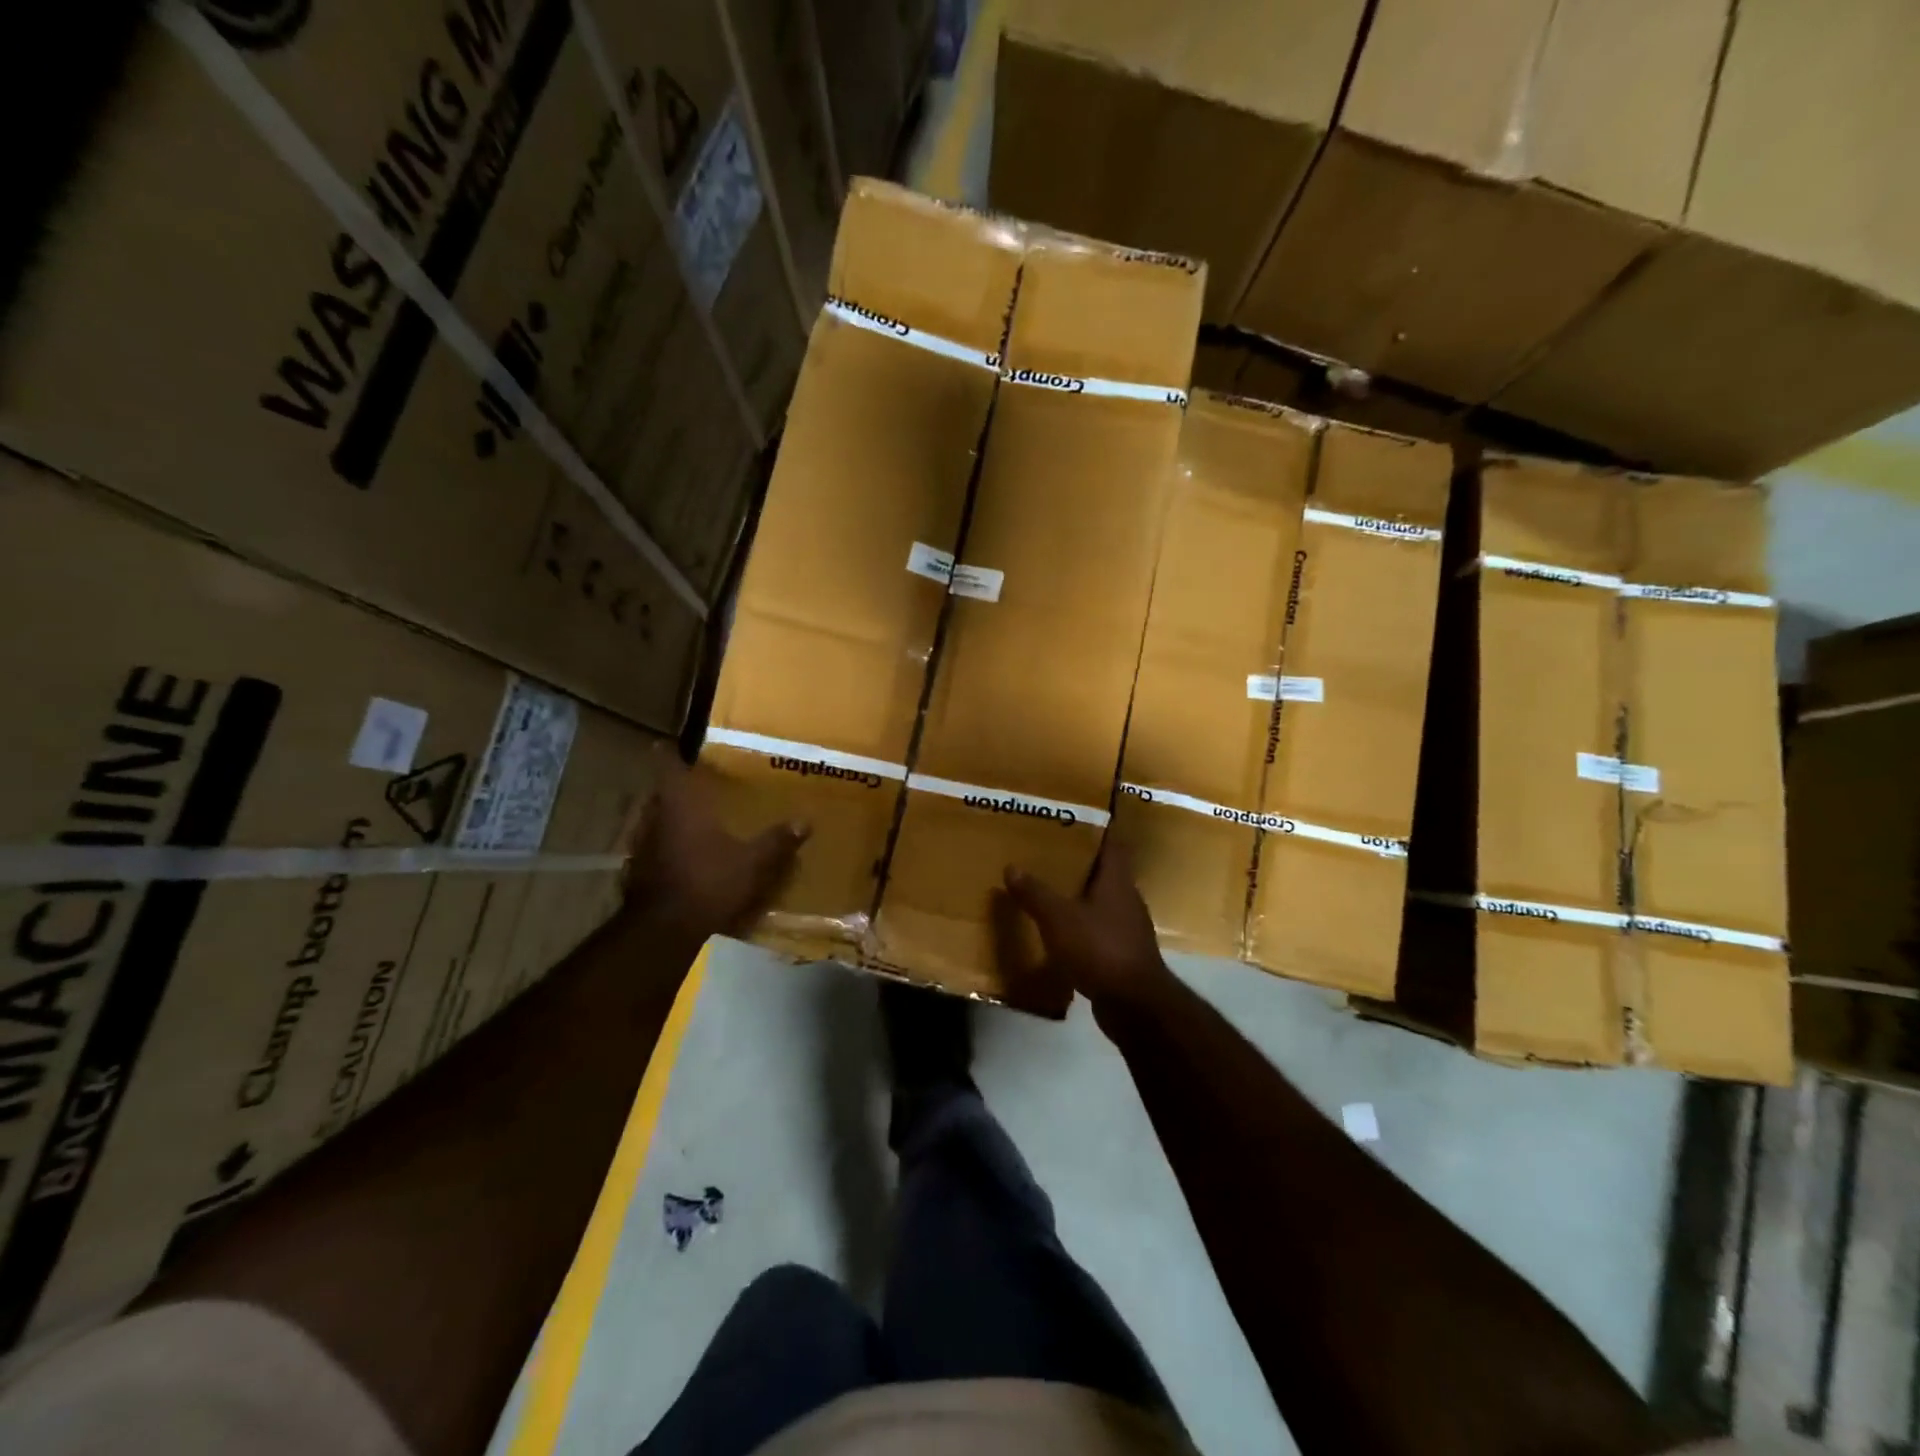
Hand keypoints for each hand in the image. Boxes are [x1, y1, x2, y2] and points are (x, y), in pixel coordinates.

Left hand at [621, 761, 807, 939]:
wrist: (664, 929)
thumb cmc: (709, 882)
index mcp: (681, 805)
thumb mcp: (753, 862)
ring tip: (689, 820)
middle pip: (659, 793)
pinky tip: (681, 857)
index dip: (668, 752)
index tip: (672, 744)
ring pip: (653, 820)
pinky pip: (650, 847)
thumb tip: (806, 821)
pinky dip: (663, 846)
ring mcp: (641, 845)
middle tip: (694, 786)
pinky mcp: (636, 871)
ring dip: (667, 818)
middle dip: (674, 788)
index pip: (666, 766)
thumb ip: (777, 841)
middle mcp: (655, 818)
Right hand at [997, 844, 1179, 1019]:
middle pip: (1104, 871)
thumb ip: (1035, 893)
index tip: (1072, 816)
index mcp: (1117, 881)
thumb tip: (1012, 866)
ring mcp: (1127, 928)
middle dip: (1079, 861)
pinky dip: (1080, 925)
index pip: (1111, 842)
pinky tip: (1059, 930)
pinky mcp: (1122, 954)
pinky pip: (1098, 930)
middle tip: (1048, 850)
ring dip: (1079, 894)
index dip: (1095, 827)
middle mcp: (1127, 899)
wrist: (1135, 1005)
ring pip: (1100, 901)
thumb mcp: (1059, 918)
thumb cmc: (1100, 949)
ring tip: (1048, 887)